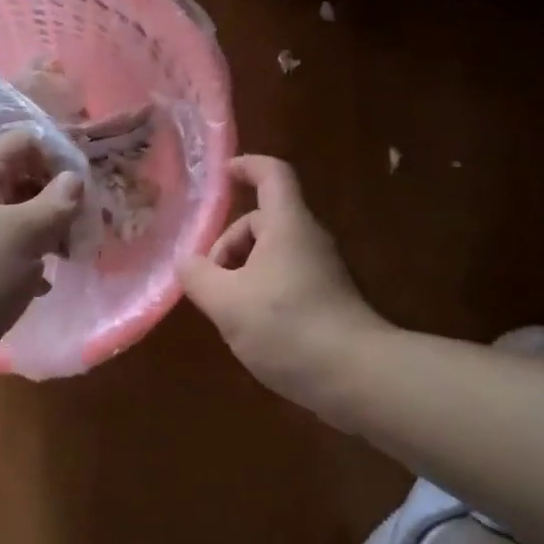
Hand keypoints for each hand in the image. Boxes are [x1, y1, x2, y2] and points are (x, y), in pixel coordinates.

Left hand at [0, 130, 81, 408]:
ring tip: (71, 258)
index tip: (87, 188)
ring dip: (45, 235)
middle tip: (86, 229)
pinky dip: (26, 266)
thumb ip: (54, 204)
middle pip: (22, 181)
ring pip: (15, 222)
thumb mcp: (21, 236)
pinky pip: (3, 258)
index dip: (58, 155)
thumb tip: (74, 177)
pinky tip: (41, 288)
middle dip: (57, 200)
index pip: (24, 142)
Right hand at [178, 156, 386, 411]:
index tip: (221, 176)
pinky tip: (251, 327)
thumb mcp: (227, 302)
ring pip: (272, 253)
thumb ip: (198, 276)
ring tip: (227, 310)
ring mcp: (322, 270)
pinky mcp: (327, 299)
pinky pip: (285, 277)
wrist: (358, 378)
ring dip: (242, 271)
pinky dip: (261, 290)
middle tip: (210, 281)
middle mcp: (308, 239)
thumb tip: (186, 262)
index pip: (271, 174)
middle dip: (228, 244)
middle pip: (262, 220)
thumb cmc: (288, 327)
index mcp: (287, 224)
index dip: (246, 166)